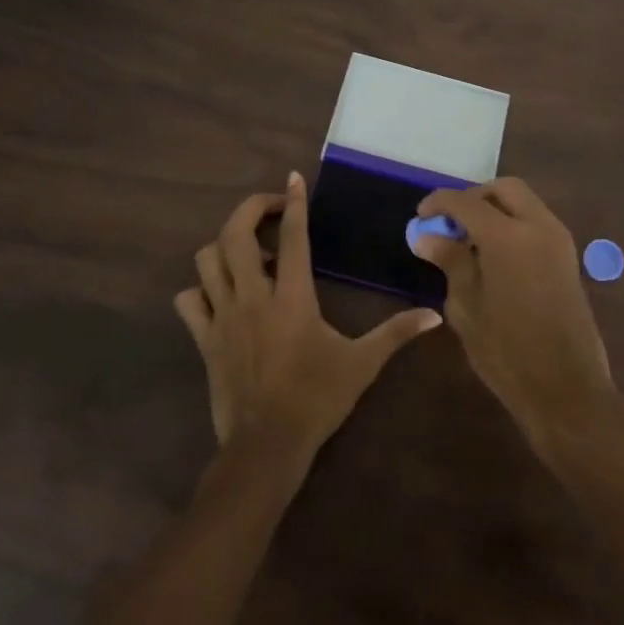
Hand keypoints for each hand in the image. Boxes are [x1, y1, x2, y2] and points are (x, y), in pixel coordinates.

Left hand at [176, 172, 441, 458]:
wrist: (266, 446)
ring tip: (251, 253)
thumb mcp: (361, 364)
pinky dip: (200, 289)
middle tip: (272, 209)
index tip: (293, 178)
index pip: (293, 237)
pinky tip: (221, 294)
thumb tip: (434, 315)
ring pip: (207, 260)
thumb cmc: (316, 399)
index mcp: (291, 298)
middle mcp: (252, 297)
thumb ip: (396, 334)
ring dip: (225, 246)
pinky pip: (189, 301)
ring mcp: (222, 316)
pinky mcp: (205, 338)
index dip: (294, 203)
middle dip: (251, 209)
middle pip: (236, 234)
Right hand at [410, 178, 616, 458]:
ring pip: (524, 203)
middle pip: (504, 189)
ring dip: (495, 210)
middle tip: (450, 223)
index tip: (420, 216)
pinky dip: (513, 225)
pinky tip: (493, 256)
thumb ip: (450, 261)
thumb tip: (427, 235)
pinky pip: (536, 223)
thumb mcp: (467, 307)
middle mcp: (539, 227)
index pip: (466, 201)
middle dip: (474, 197)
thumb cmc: (507, 352)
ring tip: (468, 242)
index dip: (439, 203)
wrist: (567, 388)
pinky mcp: (568, 258)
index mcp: (508, 236)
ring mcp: (559, 241)